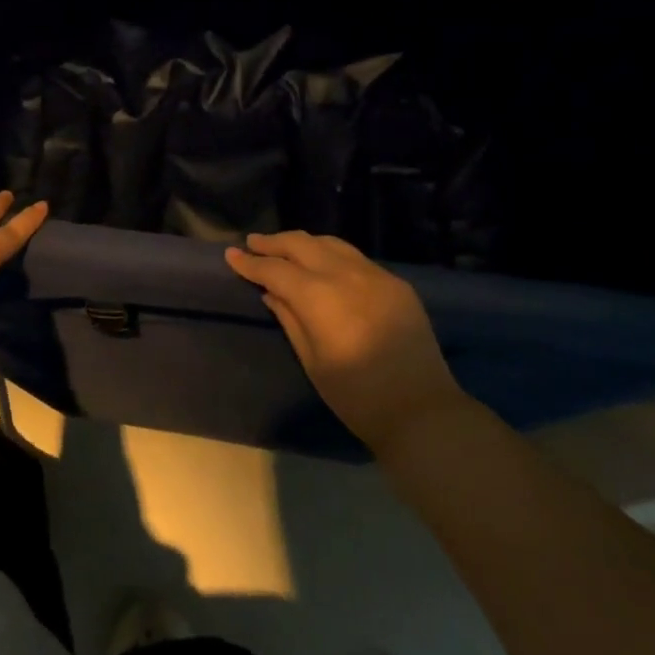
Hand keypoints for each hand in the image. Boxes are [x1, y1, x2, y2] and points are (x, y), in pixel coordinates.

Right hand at [226, 231, 461, 452]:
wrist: (422, 411)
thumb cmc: (357, 396)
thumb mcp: (312, 360)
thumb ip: (290, 320)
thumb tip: (271, 294)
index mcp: (319, 296)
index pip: (275, 269)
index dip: (250, 262)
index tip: (231, 255)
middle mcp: (346, 274)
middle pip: (301, 244)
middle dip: (274, 242)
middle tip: (253, 243)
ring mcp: (375, 275)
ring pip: (331, 244)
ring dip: (303, 243)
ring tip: (285, 247)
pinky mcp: (396, 284)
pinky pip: (356, 258)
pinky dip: (332, 254)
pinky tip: (324, 263)